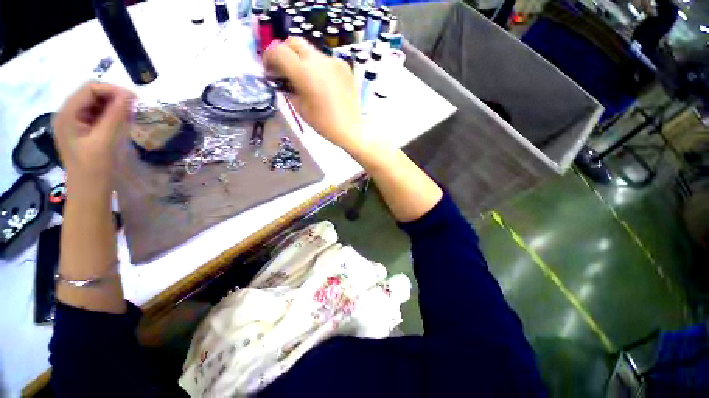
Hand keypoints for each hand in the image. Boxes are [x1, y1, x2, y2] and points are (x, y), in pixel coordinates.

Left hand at [53, 82, 134, 192]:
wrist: (89, 192)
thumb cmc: (94, 169)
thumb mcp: (105, 141)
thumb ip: (115, 116)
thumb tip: (130, 95)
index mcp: (67, 114)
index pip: (90, 88)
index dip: (113, 90)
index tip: (135, 101)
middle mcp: (68, 114)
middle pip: (93, 94)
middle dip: (114, 98)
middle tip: (134, 110)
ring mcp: (75, 123)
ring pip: (97, 104)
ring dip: (114, 107)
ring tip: (129, 118)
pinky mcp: (82, 131)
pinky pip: (98, 115)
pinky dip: (111, 116)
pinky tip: (121, 124)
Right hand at [263, 38, 362, 151]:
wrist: (350, 129)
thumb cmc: (323, 124)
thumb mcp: (300, 108)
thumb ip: (288, 88)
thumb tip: (283, 79)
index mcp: (304, 72)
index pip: (278, 51)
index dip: (268, 57)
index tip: (269, 69)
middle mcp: (319, 60)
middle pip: (294, 42)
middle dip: (284, 52)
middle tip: (284, 69)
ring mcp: (334, 61)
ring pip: (311, 51)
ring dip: (303, 60)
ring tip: (306, 79)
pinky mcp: (345, 67)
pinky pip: (326, 61)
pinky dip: (319, 68)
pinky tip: (324, 84)